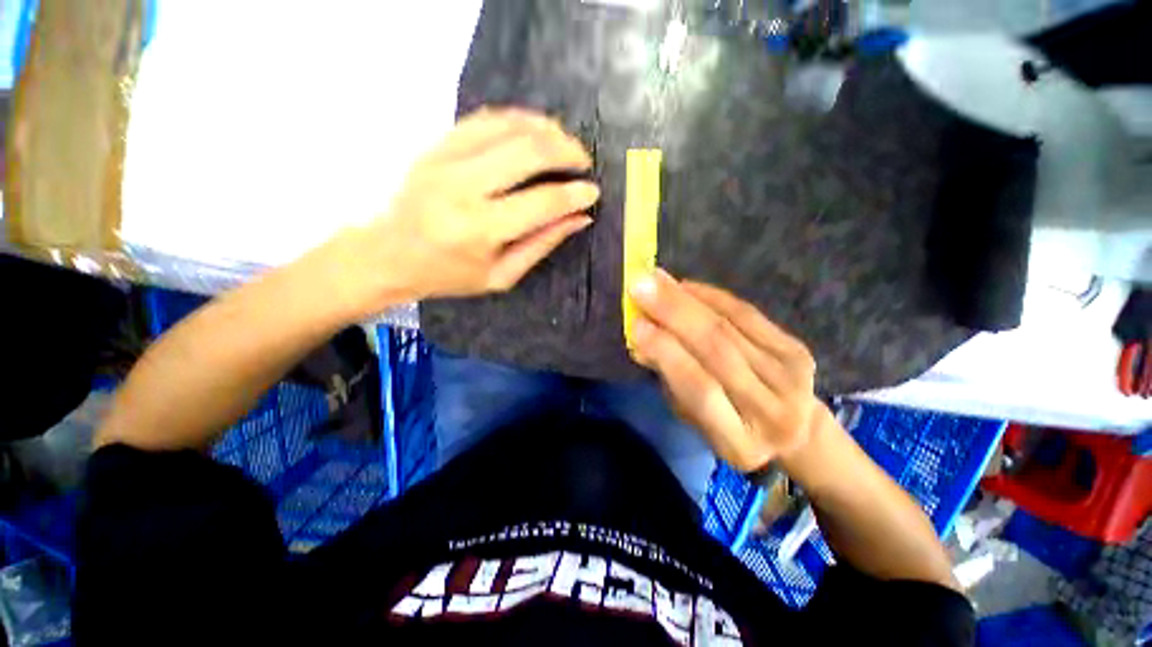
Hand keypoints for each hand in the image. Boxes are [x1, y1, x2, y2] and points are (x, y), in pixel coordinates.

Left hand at [325, 107, 600, 313]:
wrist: (387, 255)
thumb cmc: (448, 275)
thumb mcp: (501, 276)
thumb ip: (542, 244)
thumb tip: (580, 217)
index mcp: (481, 230)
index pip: (543, 202)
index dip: (575, 194)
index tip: (592, 191)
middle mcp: (464, 188)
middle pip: (528, 152)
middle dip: (567, 151)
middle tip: (583, 161)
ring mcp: (445, 160)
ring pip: (508, 126)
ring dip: (545, 129)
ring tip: (564, 143)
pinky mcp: (436, 145)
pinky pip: (483, 119)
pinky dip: (516, 119)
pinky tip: (533, 129)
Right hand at [628, 269, 830, 472]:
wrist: (796, 430)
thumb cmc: (730, 429)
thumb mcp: (693, 418)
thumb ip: (669, 379)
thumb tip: (640, 339)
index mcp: (738, 440)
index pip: (699, 388)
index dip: (667, 352)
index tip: (636, 324)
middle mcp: (769, 408)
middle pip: (717, 349)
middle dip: (673, 313)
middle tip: (641, 286)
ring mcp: (789, 375)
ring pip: (730, 326)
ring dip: (688, 298)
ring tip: (657, 279)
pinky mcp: (797, 349)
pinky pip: (747, 313)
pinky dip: (713, 296)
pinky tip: (686, 286)